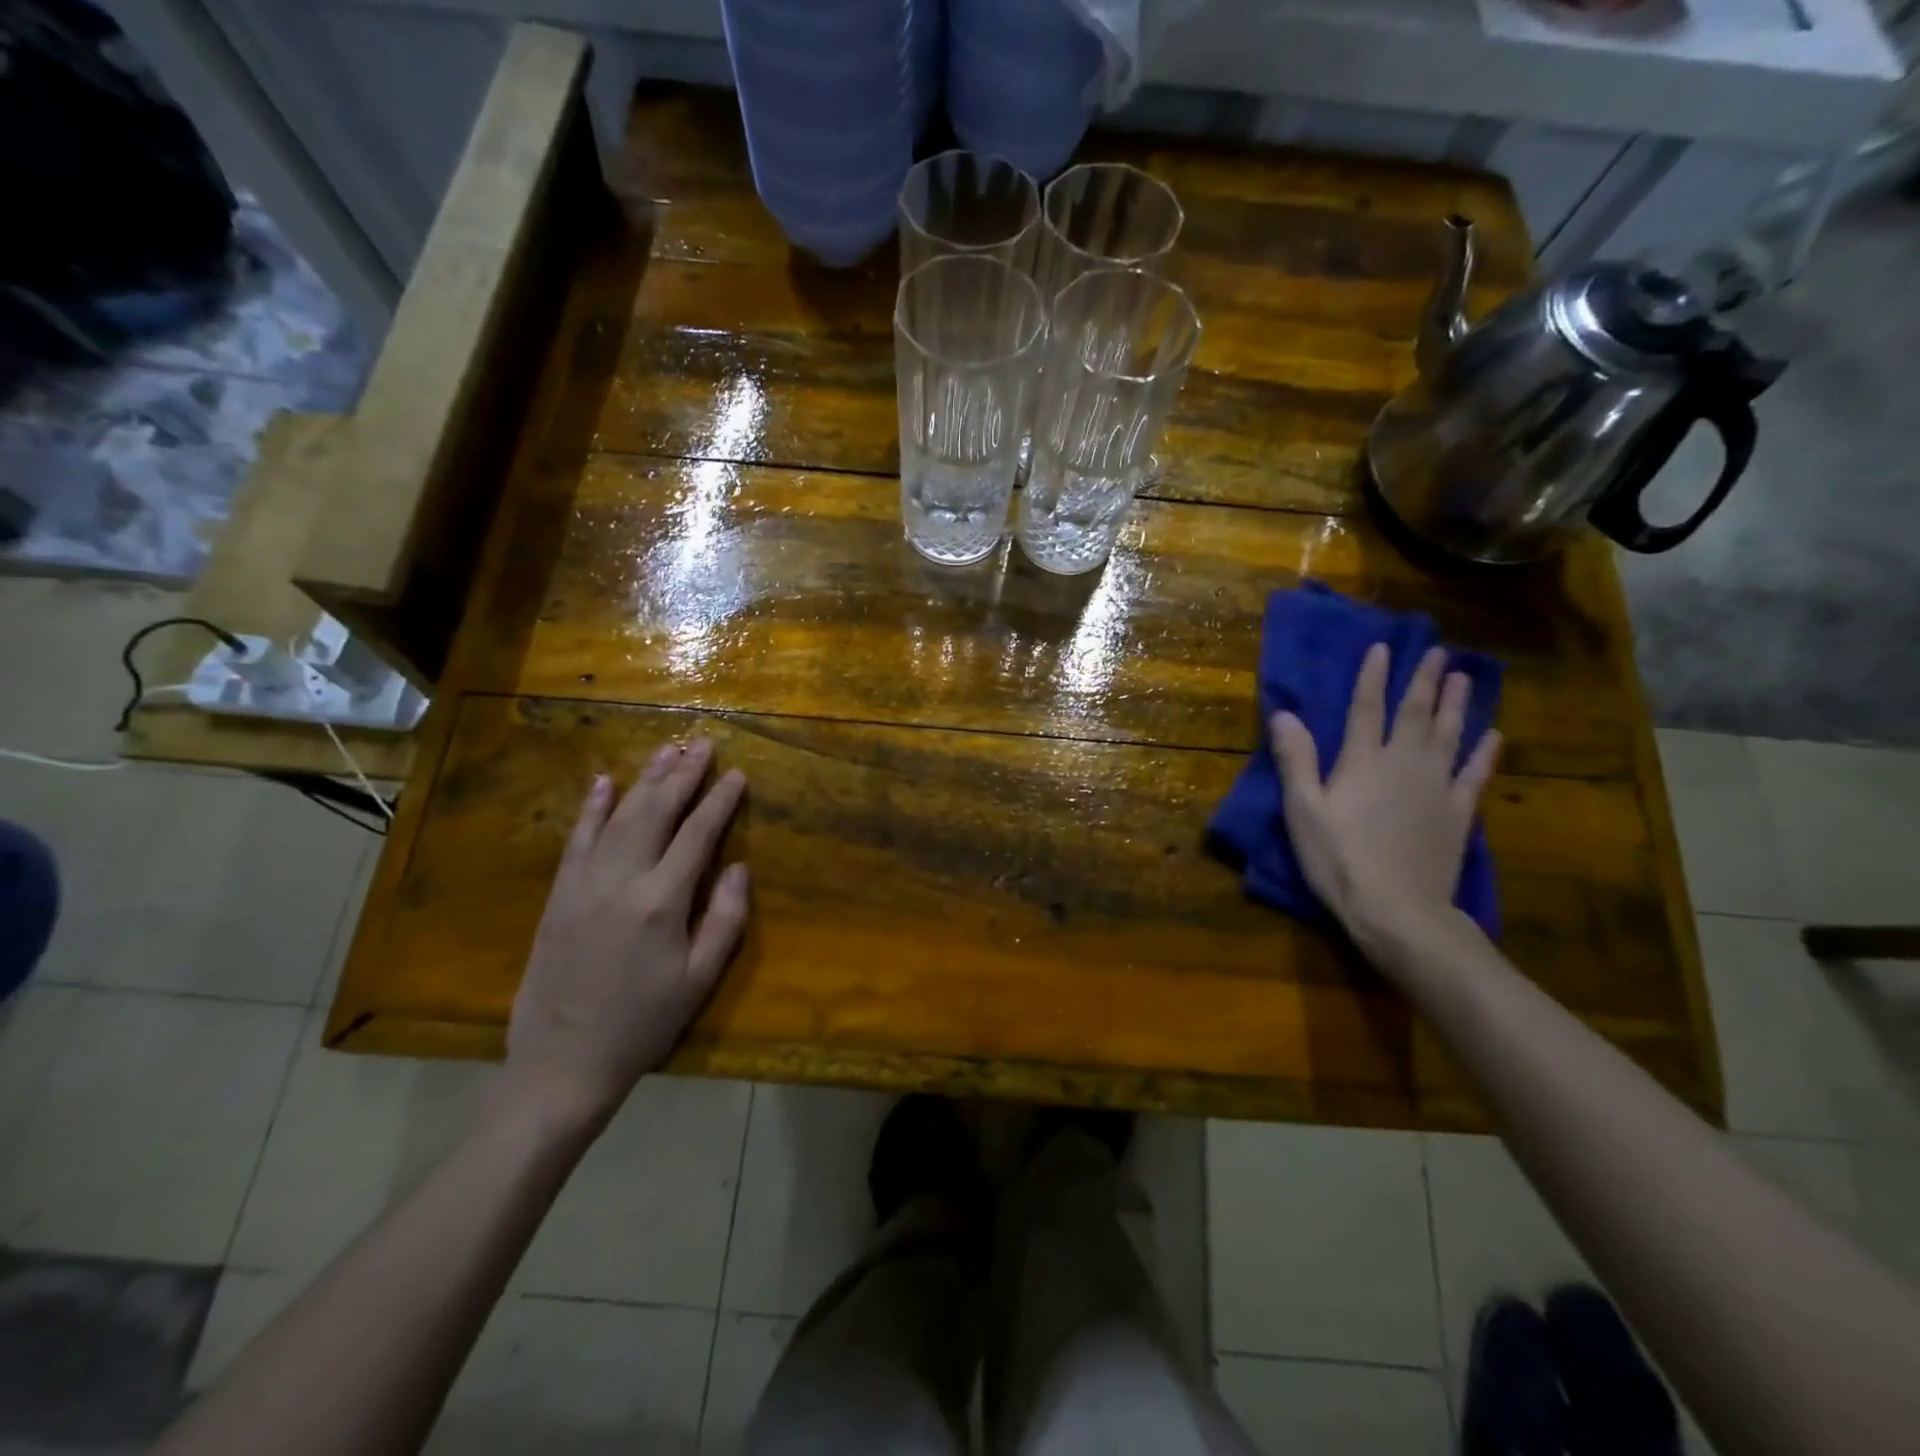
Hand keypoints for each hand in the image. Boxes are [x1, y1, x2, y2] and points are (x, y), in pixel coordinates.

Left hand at [504, 739, 749, 1132]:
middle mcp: (622, 880)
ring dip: (645, 780)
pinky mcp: (559, 895)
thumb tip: (737, 868)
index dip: (719, 801)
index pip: (697, 834)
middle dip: (683, 775)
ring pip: (619, 817)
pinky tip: (604, 782)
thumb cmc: (643, 1023)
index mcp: (662, 901)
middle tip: (703, 744)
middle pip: (657, 812)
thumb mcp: (699, 979)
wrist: (562, 1062)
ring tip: (666, 751)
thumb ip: (724, 919)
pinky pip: (577, 840)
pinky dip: (592, 808)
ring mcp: (584, 884)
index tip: (737, 774)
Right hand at [1270, 643, 1499, 962]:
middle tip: (1438, 650)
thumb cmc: (1339, 860)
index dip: (1373, 676)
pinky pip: (1475, 773)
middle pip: (1416, 713)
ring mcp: (1437, 787)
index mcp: (1363, 762)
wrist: (1398, 910)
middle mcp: (1404, 763)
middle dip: (1424, 679)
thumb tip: (1284, 714)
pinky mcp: (1458, 812)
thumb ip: (1296, 760)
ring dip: (1456, 703)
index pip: (1367, 708)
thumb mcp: (1303, 812)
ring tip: (1462, 676)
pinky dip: (1485, 751)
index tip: (1383, 647)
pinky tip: (1493, 734)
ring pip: (1450, 734)